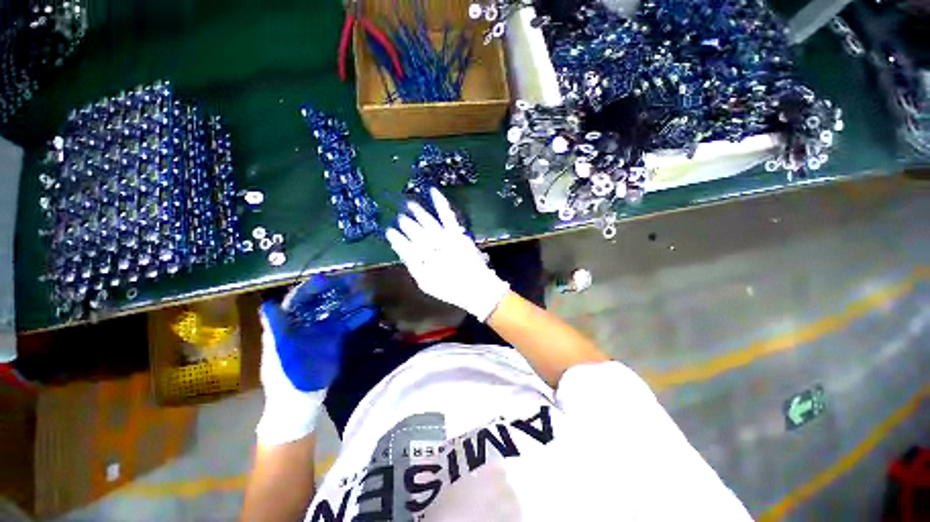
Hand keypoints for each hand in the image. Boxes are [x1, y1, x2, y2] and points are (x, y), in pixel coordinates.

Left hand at [256, 275, 373, 444]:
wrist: (300, 400)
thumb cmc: (283, 376)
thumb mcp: (277, 352)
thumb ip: (275, 328)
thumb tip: (268, 304)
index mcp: (288, 323)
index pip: (299, 299)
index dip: (312, 288)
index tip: (327, 279)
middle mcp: (306, 321)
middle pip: (322, 300)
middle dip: (337, 289)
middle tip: (355, 280)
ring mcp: (322, 329)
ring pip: (338, 309)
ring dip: (352, 301)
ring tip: (367, 294)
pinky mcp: (335, 338)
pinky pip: (348, 323)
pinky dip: (358, 317)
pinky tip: (370, 311)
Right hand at [385, 188, 508, 321]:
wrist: (476, 287)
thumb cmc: (450, 289)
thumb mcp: (425, 283)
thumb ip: (412, 265)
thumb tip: (402, 248)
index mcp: (421, 259)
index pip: (405, 246)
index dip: (397, 239)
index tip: (390, 232)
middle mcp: (430, 246)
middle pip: (415, 232)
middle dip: (406, 225)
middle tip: (400, 218)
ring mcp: (444, 237)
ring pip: (427, 221)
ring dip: (417, 212)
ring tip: (410, 204)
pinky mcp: (456, 232)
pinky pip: (446, 214)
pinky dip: (440, 202)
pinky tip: (433, 191)